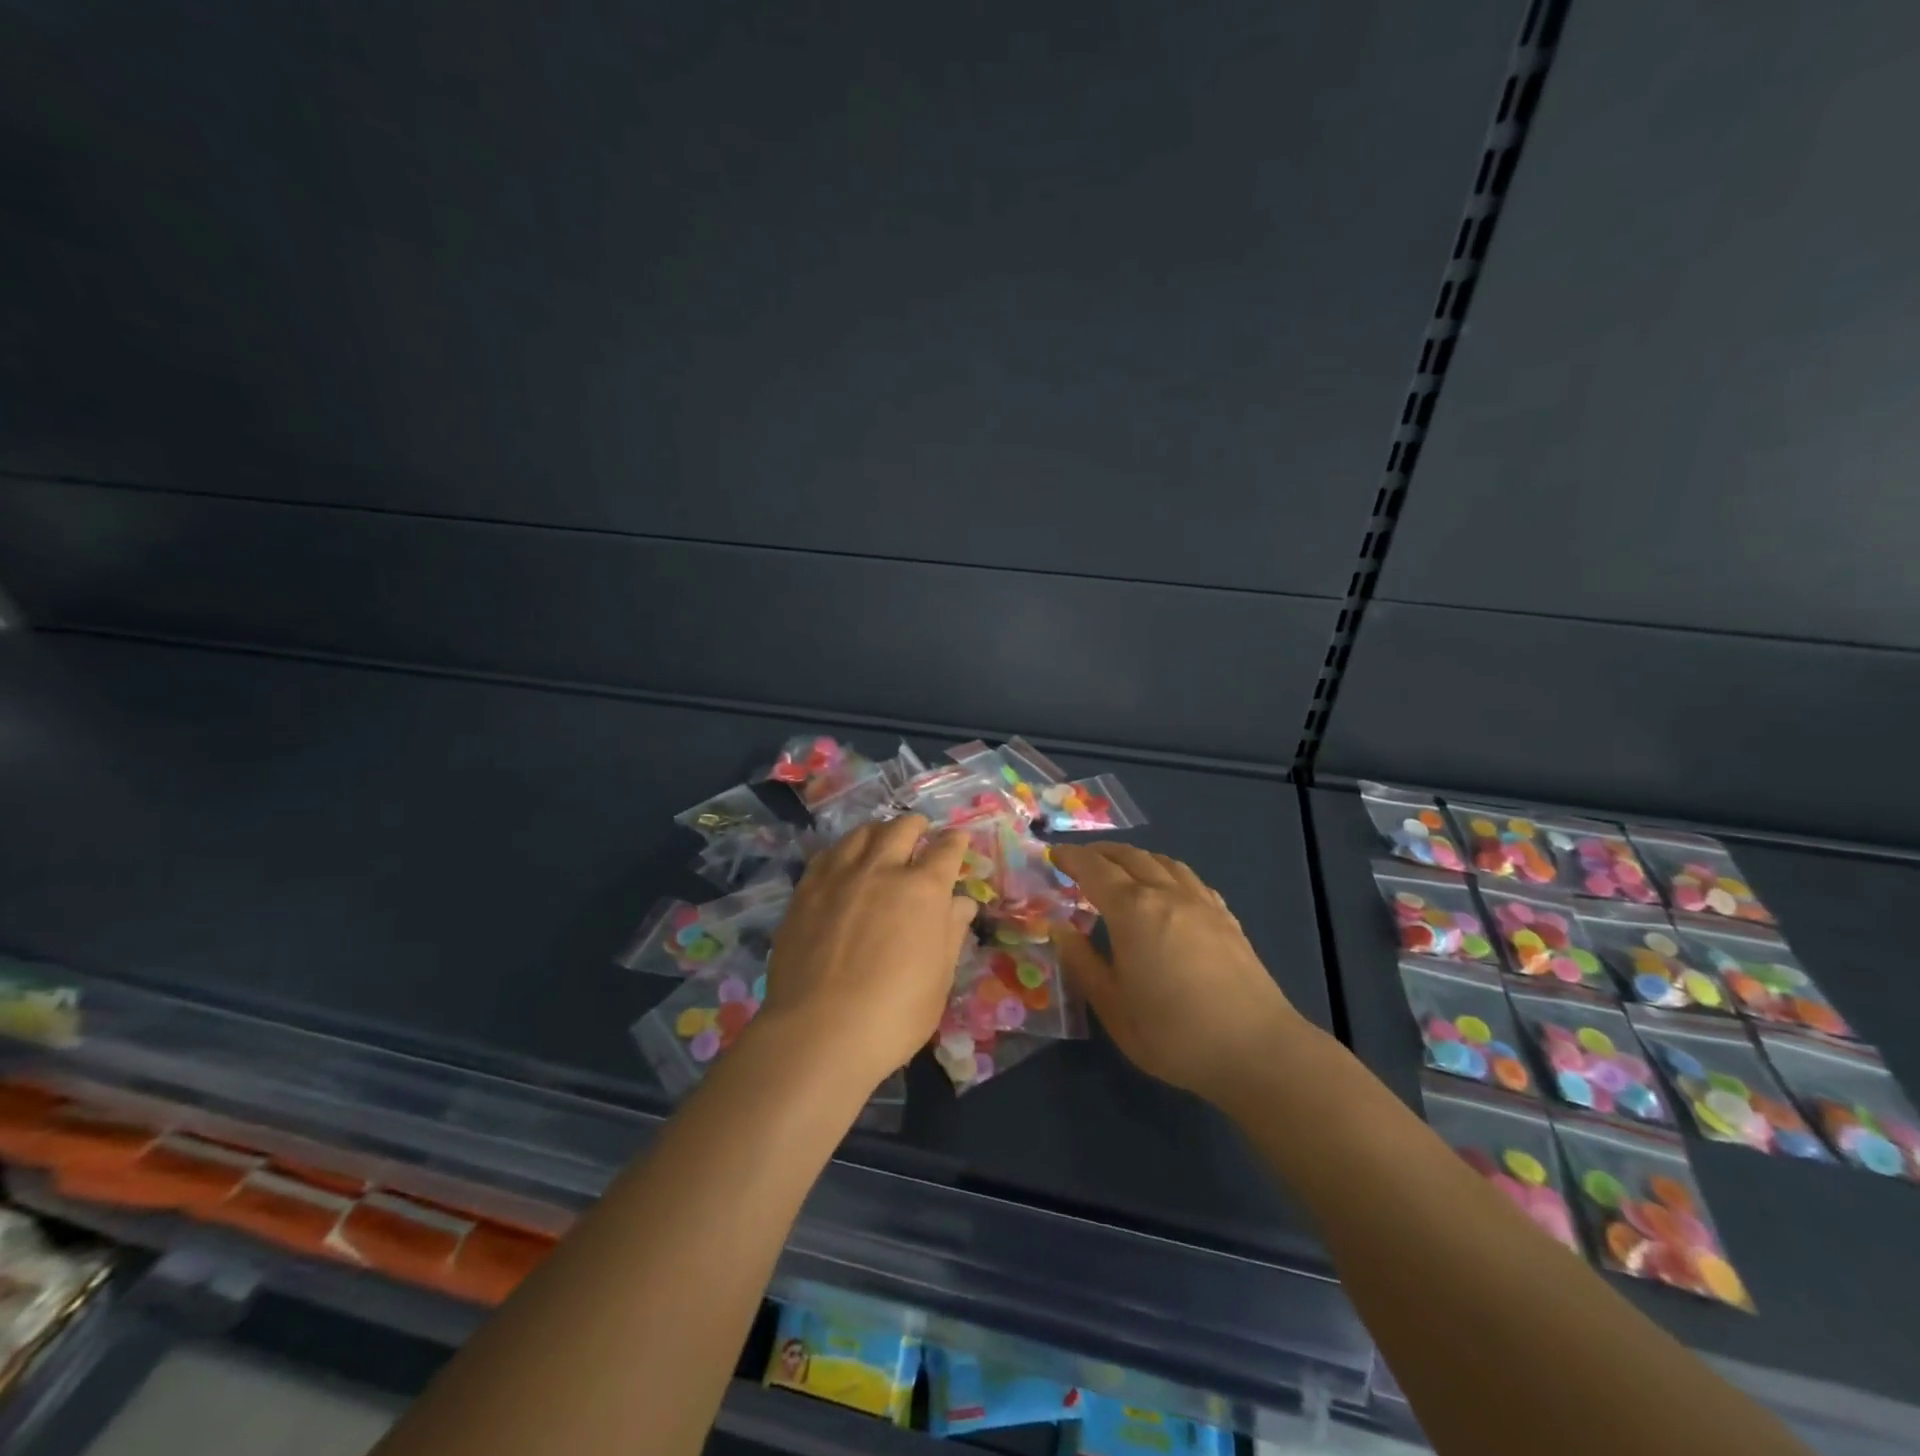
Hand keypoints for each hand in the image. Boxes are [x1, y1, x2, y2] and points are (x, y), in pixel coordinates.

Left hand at [760, 815, 976, 1086]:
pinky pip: (827, 854)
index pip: (947, 850)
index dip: (956, 841)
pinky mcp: (805, 890)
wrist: (819, 1032)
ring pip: (861, 833)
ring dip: (879, 831)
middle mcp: (882, 870)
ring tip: (881, 839)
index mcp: (923, 890)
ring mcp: (839, 876)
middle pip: (902, 828)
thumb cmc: (894, 1014)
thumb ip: (950, 933)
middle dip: (917, 826)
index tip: (959, 839)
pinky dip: (843, 850)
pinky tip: (843, 862)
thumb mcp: (938, 979)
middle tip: (921, 831)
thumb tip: (961, 903)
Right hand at [1051, 843, 1307, 1106]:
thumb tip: (1059, 928)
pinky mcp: (1226, 918)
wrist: (1256, 1049)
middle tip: (1080, 860)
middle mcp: (1166, 893)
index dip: (1072, 858)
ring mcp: (1201, 902)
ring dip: (1135, 857)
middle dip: (1100, 852)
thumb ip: (1082, 963)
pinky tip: (1168, 889)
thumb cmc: (1173, 1033)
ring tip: (1120, 867)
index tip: (1054, 854)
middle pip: (1130, 857)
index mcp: (1133, 910)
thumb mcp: (1113, 1007)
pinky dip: (1166, 872)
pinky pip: (1189, 878)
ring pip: (1163, 862)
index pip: (1094, 869)